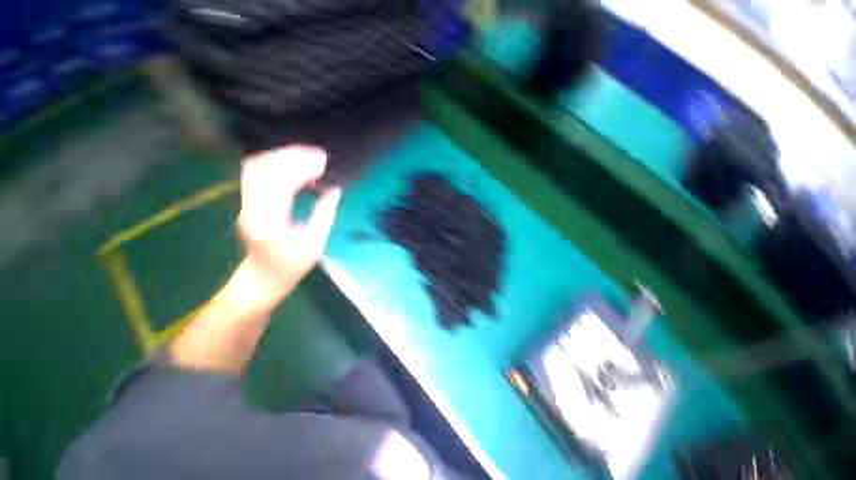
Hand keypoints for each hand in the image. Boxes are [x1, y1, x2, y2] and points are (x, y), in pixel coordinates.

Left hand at [237, 146, 341, 303]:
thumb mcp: (315, 242)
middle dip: (291, 156)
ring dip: (281, 157)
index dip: (301, 169)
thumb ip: (325, 213)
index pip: (280, 185)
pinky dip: (274, 164)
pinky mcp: (247, 203)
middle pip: (263, 170)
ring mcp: (245, 205)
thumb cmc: (292, 266)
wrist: (262, 279)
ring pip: (255, 168)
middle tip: (317, 155)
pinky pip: (256, 174)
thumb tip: (335, 189)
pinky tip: (292, 163)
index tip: (322, 162)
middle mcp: (250, 210)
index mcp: (269, 224)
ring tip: (306, 155)